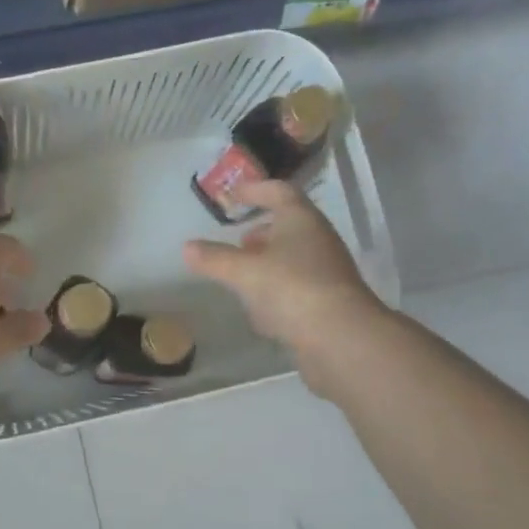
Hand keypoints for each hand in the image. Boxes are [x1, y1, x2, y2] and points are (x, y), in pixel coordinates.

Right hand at [183, 180, 384, 390]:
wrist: (341, 338)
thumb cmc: (291, 289)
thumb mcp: (244, 272)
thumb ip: (214, 259)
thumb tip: (187, 247)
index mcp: (301, 221)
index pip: (279, 192)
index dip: (255, 190)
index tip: (233, 195)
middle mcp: (318, 240)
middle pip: (289, 226)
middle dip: (262, 231)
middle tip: (238, 241)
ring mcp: (326, 272)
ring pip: (292, 258)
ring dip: (268, 262)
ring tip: (242, 275)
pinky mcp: (327, 302)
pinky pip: (296, 287)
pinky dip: (276, 290)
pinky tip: (258, 310)